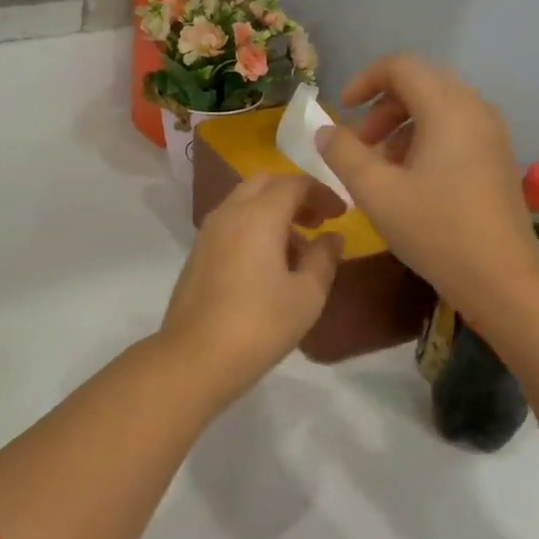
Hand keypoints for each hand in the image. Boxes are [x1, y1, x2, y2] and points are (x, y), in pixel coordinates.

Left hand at [159, 174, 343, 406]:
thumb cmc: (260, 324)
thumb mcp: (307, 294)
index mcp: (258, 214)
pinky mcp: (197, 253)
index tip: (341, 213)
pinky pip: (230, 223)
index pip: (293, 183)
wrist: (196, 355)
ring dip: (272, 211)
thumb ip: (323, 258)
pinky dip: (253, 227)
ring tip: (298, 248)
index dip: (321, 192)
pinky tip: (268, 263)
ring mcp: (207, 232)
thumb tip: (332, 237)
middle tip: (319, 220)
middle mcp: (229, 213)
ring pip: (243, 202)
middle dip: (294, 194)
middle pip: (264, 184)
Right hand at [316, 55, 538, 322]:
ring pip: (438, 106)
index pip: (401, 67)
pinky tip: (409, 178)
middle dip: (382, 105)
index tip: (342, 110)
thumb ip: (343, 153)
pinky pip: (455, 128)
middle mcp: (474, 109)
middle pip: (421, 83)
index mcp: (447, 109)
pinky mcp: (496, 157)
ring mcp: (491, 134)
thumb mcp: (375, 191)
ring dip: (401, 123)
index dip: (364, 80)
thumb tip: (325, 131)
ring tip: (380, 164)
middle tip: (359, 141)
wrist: (501, 277)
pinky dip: (424, 138)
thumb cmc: (434, 229)